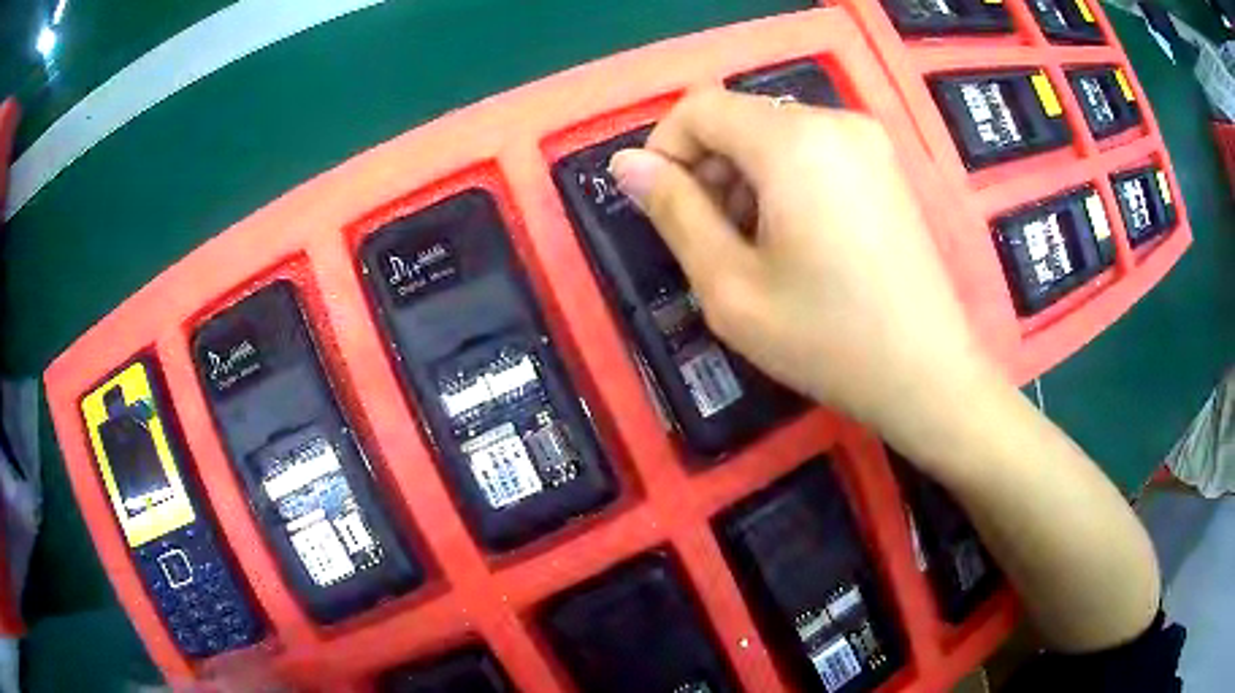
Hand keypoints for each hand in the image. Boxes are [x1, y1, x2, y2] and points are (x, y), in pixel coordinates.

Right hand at [609, 89, 998, 441]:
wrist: (928, 374)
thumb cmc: (827, 338)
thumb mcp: (730, 285)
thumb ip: (672, 212)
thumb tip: (626, 164)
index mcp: (793, 141)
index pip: (699, 107)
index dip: (665, 150)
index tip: (662, 207)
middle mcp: (834, 121)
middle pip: (739, 118)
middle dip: (707, 168)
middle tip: (710, 241)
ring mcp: (868, 140)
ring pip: (774, 135)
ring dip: (744, 177)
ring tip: (754, 248)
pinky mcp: (885, 165)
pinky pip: (812, 150)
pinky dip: (783, 180)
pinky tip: (795, 239)